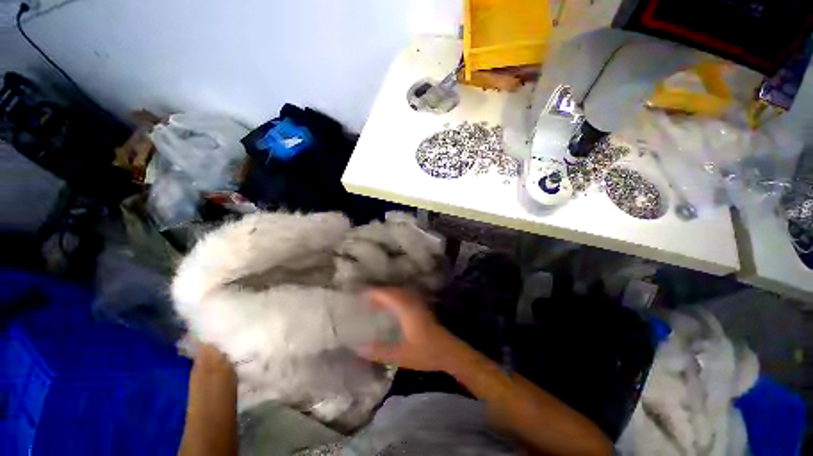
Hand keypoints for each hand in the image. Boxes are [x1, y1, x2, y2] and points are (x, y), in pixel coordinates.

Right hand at [356, 288, 466, 371]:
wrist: (451, 352)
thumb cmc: (427, 353)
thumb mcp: (401, 356)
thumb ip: (380, 351)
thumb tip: (358, 348)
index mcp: (407, 310)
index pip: (388, 294)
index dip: (374, 292)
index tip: (360, 293)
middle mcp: (412, 302)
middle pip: (393, 291)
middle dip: (378, 292)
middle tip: (364, 299)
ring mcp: (418, 304)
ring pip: (399, 293)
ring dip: (387, 295)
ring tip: (374, 303)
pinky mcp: (421, 308)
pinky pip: (404, 297)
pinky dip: (394, 299)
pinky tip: (389, 309)